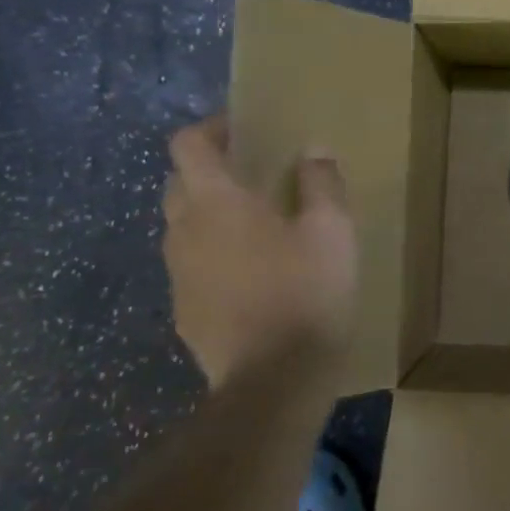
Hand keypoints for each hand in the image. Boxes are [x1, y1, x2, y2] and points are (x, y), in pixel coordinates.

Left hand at [162, 115, 357, 389]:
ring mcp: (178, 276)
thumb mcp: (331, 231)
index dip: (211, 129)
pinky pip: (191, 267)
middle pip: (178, 183)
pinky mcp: (184, 312)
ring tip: (254, 228)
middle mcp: (184, 232)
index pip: (188, 145)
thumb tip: (313, 151)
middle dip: (208, 171)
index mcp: (216, 203)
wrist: (274, 381)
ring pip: (182, 228)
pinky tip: (250, 277)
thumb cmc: (305, 293)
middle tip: (252, 177)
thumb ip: (321, 183)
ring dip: (208, 216)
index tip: (243, 131)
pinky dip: (212, 257)